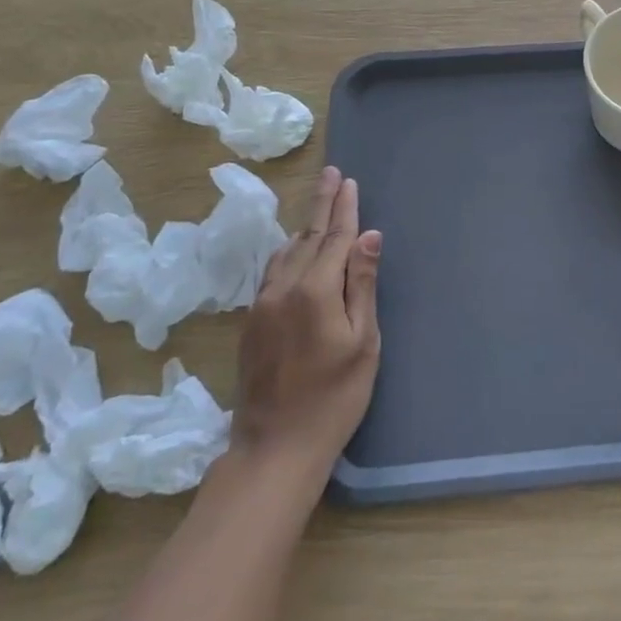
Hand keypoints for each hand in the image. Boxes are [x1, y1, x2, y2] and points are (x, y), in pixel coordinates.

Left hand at [232, 167, 381, 489]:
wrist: (275, 447)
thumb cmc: (334, 397)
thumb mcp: (363, 341)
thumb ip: (363, 284)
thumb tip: (369, 235)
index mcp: (315, 290)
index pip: (334, 237)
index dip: (343, 208)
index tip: (348, 180)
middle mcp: (283, 288)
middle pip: (308, 237)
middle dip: (322, 204)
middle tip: (331, 173)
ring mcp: (262, 305)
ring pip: (287, 252)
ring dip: (305, 227)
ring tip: (318, 207)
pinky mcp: (252, 322)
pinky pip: (272, 271)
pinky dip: (289, 252)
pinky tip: (294, 251)